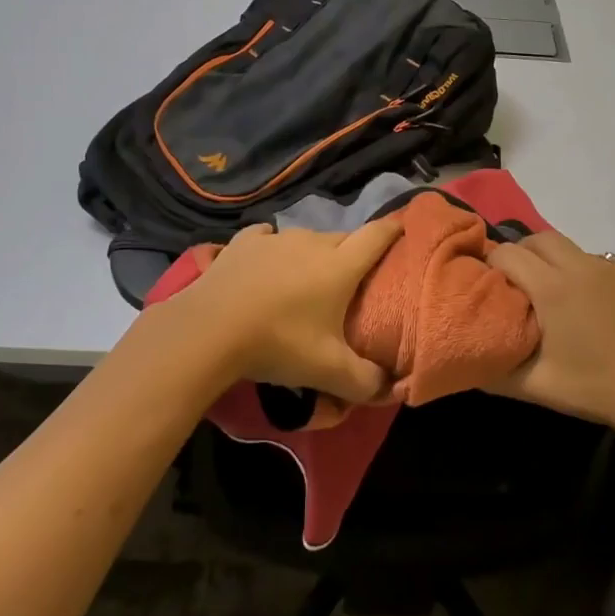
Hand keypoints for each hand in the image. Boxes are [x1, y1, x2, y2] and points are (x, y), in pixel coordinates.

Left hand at [170, 219, 403, 401]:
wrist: (209, 330)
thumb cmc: (279, 343)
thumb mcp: (328, 372)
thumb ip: (366, 381)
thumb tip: (390, 388)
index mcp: (341, 266)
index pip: (378, 236)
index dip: (395, 230)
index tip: (405, 228)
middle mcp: (313, 242)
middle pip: (344, 238)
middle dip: (354, 252)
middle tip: (353, 279)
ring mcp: (276, 238)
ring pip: (307, 238)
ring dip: (312, 253)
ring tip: (306, 278)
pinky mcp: (243, 242)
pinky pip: (267, 237)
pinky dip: (272, 247)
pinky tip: (266, 262)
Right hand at [486, 232, 614, 434]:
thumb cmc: (593, 388)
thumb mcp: (535, 386)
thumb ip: (493, 370)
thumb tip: (466, 357)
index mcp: (553, 287)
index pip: (508, 254)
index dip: (492, 266)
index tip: (489, 288)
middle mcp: (581, 266)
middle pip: (538, 238)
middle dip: (520, 253)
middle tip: (515, 284)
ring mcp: (612, 269)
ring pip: (569, 247)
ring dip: (551, 261)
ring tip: (549, 294)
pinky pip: (596, 263)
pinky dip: (580, 273)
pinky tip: (586, 306)